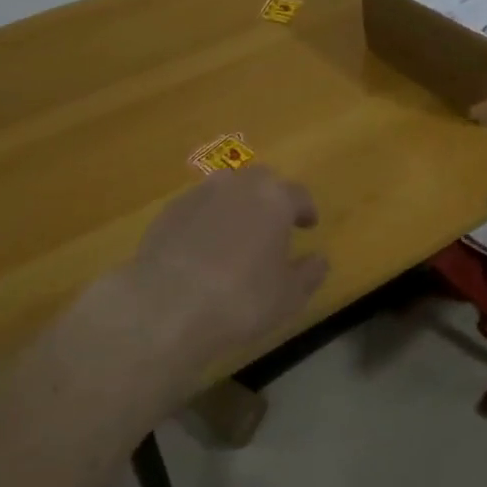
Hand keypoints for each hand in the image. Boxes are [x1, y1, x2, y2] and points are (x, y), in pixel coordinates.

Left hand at [119, 167, 328, 374]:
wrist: (167, 305)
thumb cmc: (240, 299)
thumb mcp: (288, 296)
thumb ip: (309, 274)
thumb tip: (320, 259)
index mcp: (274, 198)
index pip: (298, 194)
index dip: (305, 209)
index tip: (308, 224)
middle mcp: (238, 185)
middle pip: (261, 181)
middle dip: (270, 198)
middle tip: (273, 224)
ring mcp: (200, 194)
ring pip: (226, 189)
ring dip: (235, 204)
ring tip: (236, 233)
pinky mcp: (169, 211)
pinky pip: (197, 208)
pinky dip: (205, 220)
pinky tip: (202, 248)